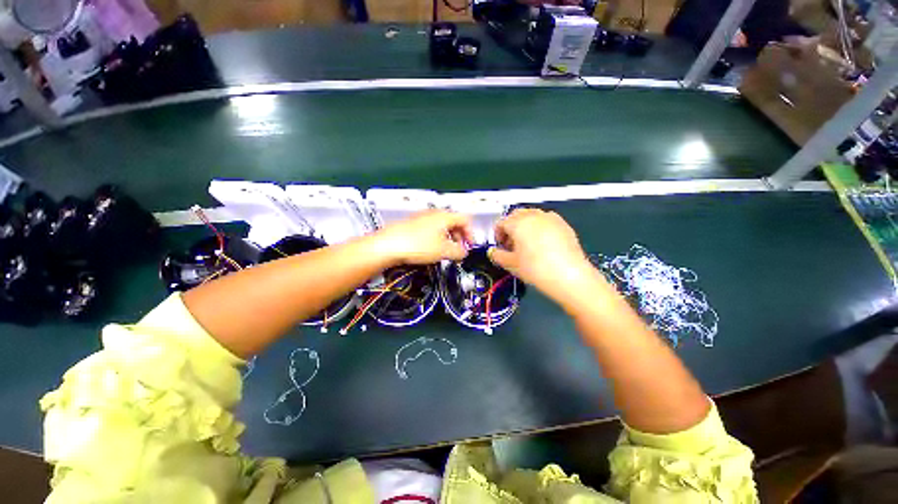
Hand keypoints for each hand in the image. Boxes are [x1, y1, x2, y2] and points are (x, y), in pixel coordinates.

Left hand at [373, 210, 473, 264]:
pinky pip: (431, 229)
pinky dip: (436, 238)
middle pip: (454, 222)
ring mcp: (422, 218)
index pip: (465, 220)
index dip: (470, 233)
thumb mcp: (443, 251)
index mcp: (444, 216)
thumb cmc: (417, 245)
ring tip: (446, 251)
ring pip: (442, 226)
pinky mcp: (412, 224)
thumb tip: (464, 252)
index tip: (469, 246)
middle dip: (459, 236)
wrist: (388, 245)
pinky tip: (431, 249)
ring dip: (448, 238)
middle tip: (459, 250)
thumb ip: (458, 251)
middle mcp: (434, 213)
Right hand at [489, 208, 593, 300]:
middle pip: (516, 215)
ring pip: (532, 216)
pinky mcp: (564, 225)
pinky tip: (542, 244)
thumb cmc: (538, 269)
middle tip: (511, 243)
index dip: (497, 234)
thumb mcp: (511, 264)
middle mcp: (534, 216)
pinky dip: (540, 228)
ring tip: (526, 243)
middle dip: (510, 227)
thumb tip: (492, 252)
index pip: (501, 223)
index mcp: (518, 223)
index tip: (500, 245)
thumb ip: (497, 256)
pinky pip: (546, 221)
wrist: (570, 277)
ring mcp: (551, 219)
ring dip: (525, 225)